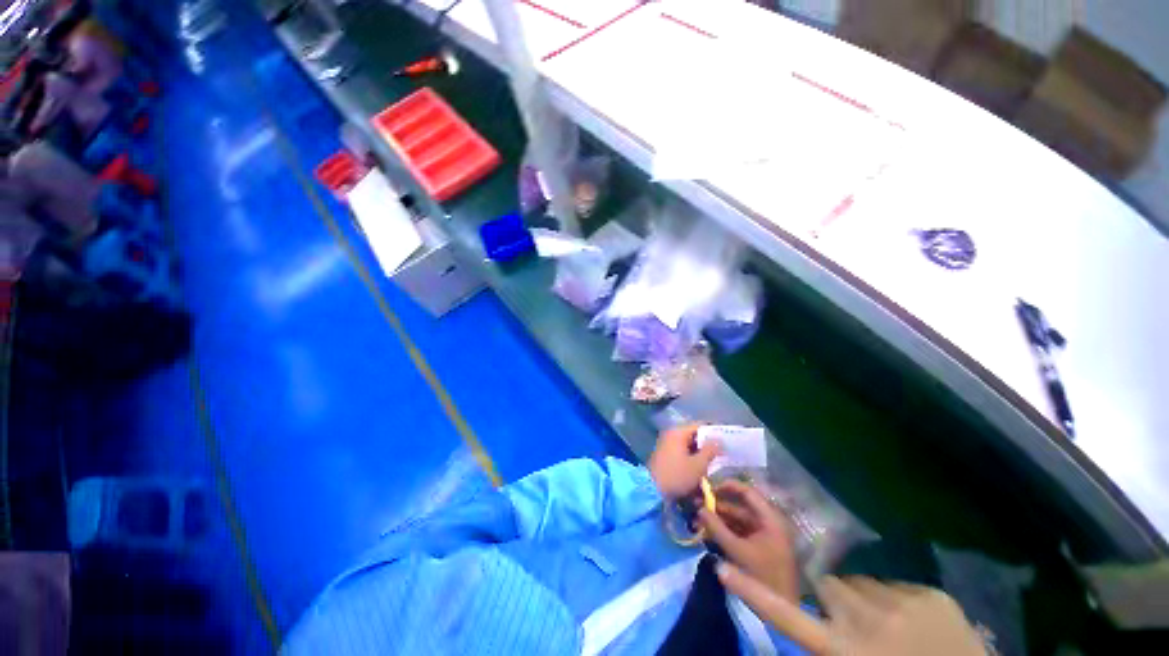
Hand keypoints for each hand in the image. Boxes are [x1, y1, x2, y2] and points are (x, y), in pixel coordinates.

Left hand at [648, 424, 719, 499]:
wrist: (651, 490)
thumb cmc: (677, 475)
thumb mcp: (698, 465)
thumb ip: (710, 450)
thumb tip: (719, 439)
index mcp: (678, 432)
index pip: (699, 425)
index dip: (714, 431)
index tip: (727, 439)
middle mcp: (671, 434)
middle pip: (693, 435)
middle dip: (707, 444)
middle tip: (722, 452)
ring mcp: (666, 444)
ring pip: (688, 445)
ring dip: (700, 453)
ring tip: (713, 462)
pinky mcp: (664, 455)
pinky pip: (681, 452)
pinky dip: (691, 458)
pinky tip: (700, 468)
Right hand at [698, 479, 798, 601]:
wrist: (782, 608)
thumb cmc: (763, 576)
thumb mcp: (737, 551)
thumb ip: (717, 528)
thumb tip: (699, 508)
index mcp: (769, 518)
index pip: (747, 492)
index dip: (726, 486)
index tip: (707, 487)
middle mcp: (768, 522)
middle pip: (740, 505)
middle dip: (718, 504)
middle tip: (697, 503)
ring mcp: (764, 534)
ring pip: (737, 518)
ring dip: (719, 517)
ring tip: (698, 517)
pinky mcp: (758, 546)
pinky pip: (739, 531)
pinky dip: (724, 529)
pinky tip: (708, 530)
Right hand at [714, 566, 984, 655]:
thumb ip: (828, 642)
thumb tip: (812, 612)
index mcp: (846, 652)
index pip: (788, 619)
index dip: (753, 594)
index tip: (723, 569)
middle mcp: (867, 622)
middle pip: (827, 585)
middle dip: (832, 596)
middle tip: (855, 622)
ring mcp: (901, 604)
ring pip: (860, 582)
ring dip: (865, 598)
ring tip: (891, 625)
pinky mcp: (929, 594)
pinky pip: (894, 584)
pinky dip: (895, 598)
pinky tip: (916, 621)